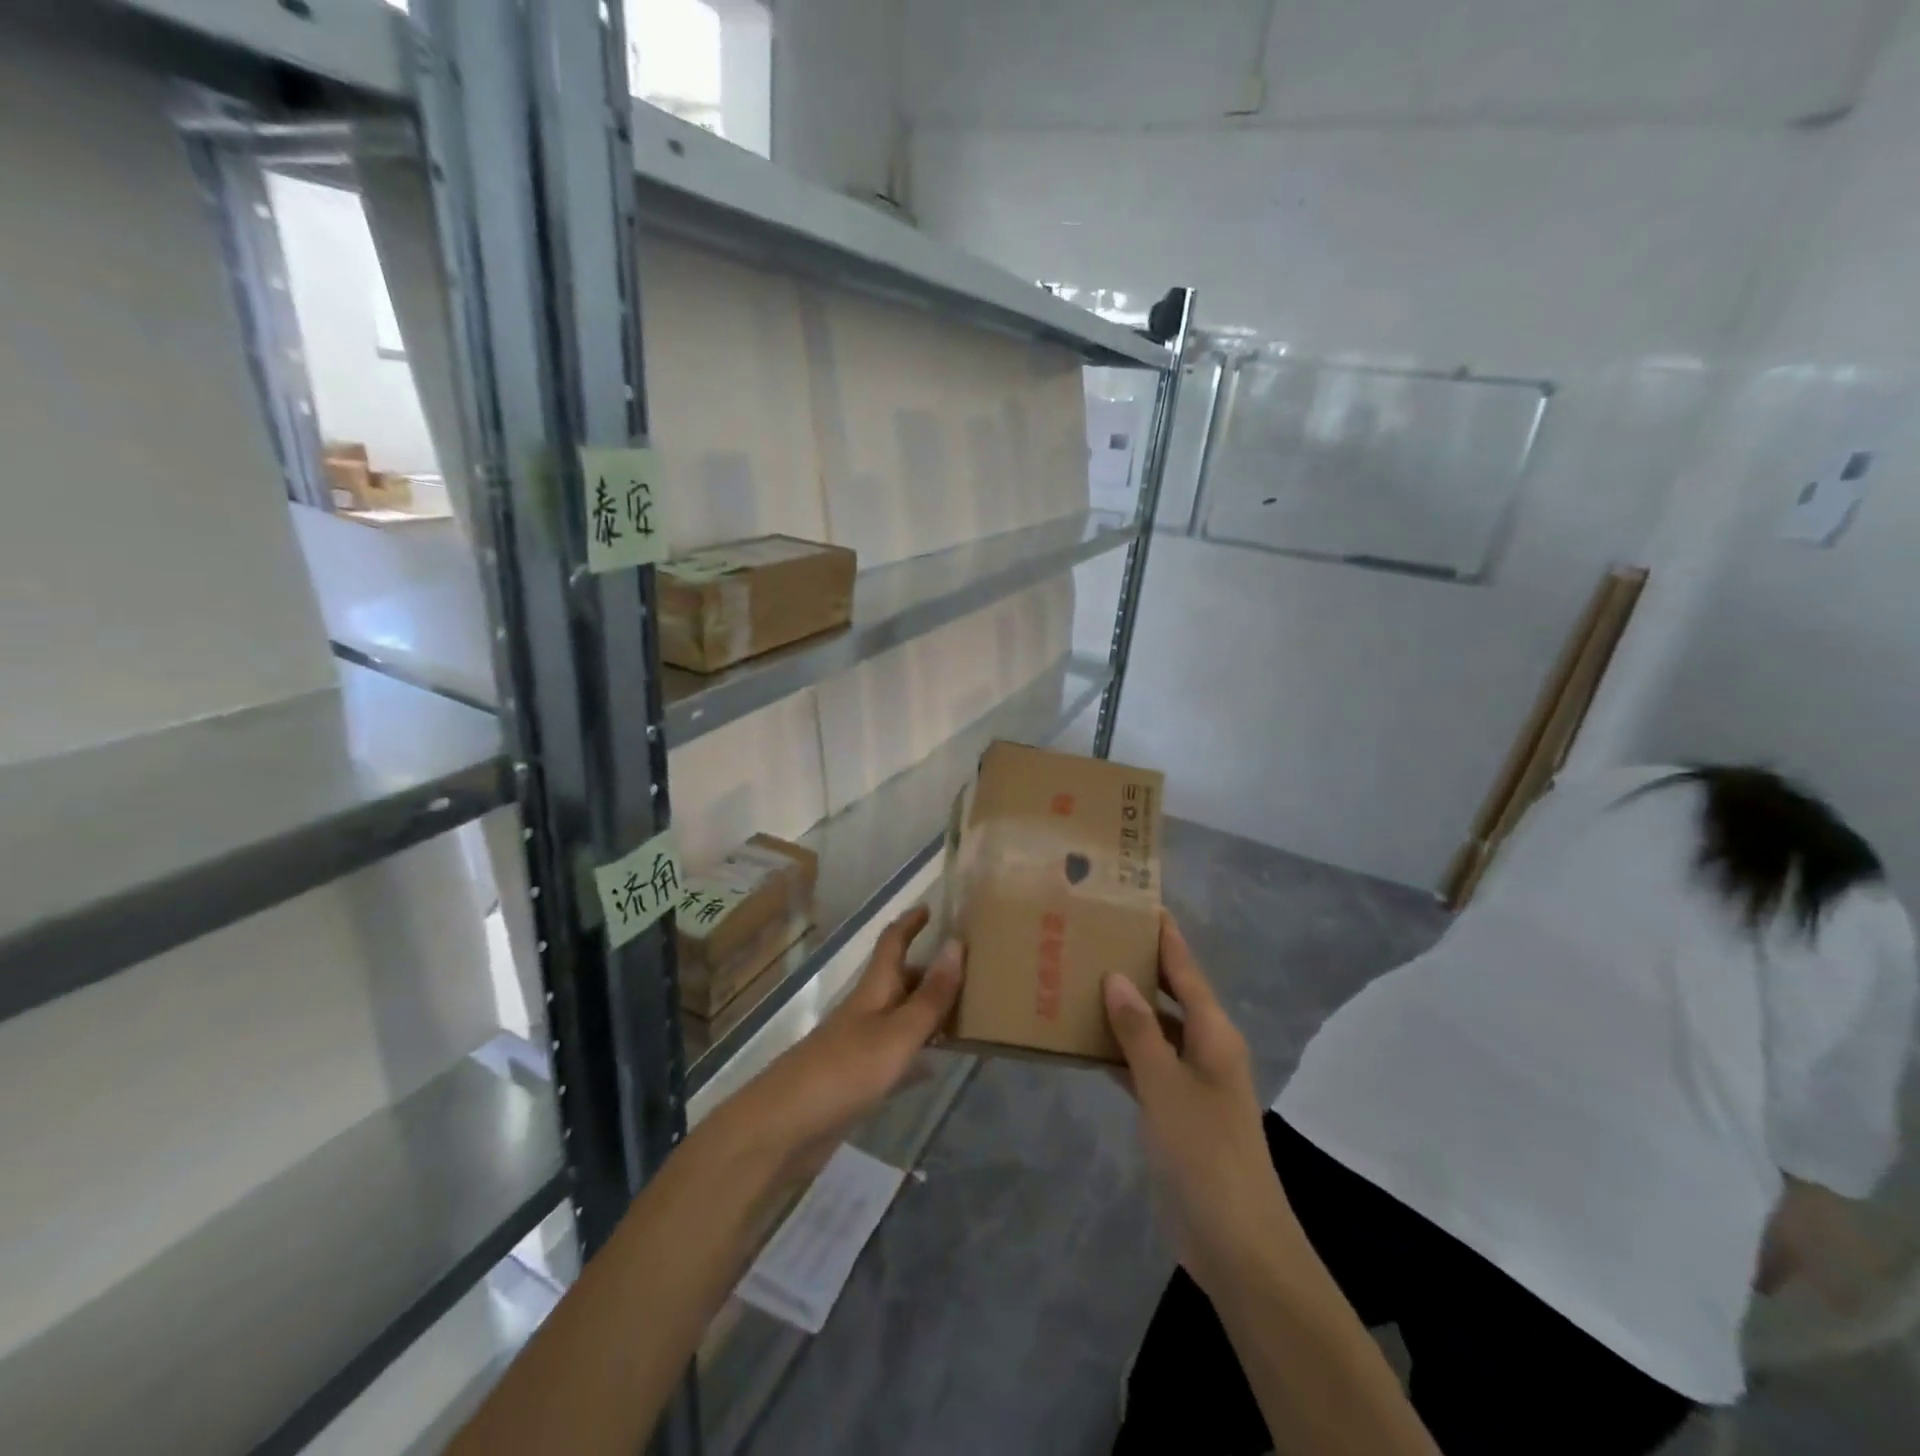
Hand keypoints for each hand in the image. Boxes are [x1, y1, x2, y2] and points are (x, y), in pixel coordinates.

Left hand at [717, 906, 963, 1186]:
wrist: (784, 1128)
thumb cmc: (845, 1071)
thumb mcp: (898, 1033)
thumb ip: (930, 996)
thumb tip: (957, 942)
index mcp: (873, 990)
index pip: (892, 943)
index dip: (910, 923)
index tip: (930, 906)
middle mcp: (866, 1011)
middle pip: (899, 980)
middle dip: (929, 971)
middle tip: (970, 972)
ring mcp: (858, 1046)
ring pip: (900, 1018)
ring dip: (927, 1012)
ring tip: (965, 1014)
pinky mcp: (855, 1081)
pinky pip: (895, 1056)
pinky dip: (916, 1054)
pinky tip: (934, 1066)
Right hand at [1105, 912, 1298, 1295]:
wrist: (1236, 1243)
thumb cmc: (1205, 1153)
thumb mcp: (1166, 1084)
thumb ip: (1138, 1029)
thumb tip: (1115, 976)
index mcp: (1214, 1033)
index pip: (1185, 969)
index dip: (1164, 935)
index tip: (1137, 901)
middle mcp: (1205, 1048)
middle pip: (1168, 994)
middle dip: (1137, 965)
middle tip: (1093, 935)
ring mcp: (1190, 1081)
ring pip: (1152, 1029)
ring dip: (1122, 1009)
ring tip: (1078, 977)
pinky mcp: (1175, 1112)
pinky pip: (1143, 1065)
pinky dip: (1118, 1050)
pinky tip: (1083, 1040)